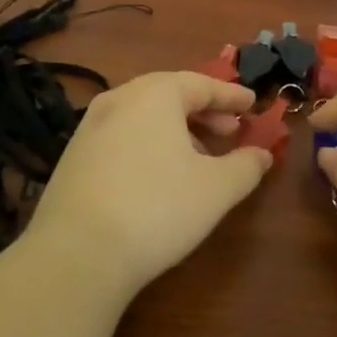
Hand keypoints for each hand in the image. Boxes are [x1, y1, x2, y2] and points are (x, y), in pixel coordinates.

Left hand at [24, 72, 270, 297]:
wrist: (77, 253)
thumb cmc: (157, 208)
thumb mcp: (216, 189)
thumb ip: (245, 166)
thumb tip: (262, 154)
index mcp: (156, 94)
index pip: (201, 84)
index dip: (230, 96)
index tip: (252, 103)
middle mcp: (120, 98)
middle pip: (170, 94)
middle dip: (203, 111)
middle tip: (229, 129)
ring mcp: (91, 126)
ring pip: (144, 115)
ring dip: (176, 129)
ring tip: (198, 156)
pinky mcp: (73, 156)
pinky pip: (122, 136)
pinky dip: (148, 143)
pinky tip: (158, 175)